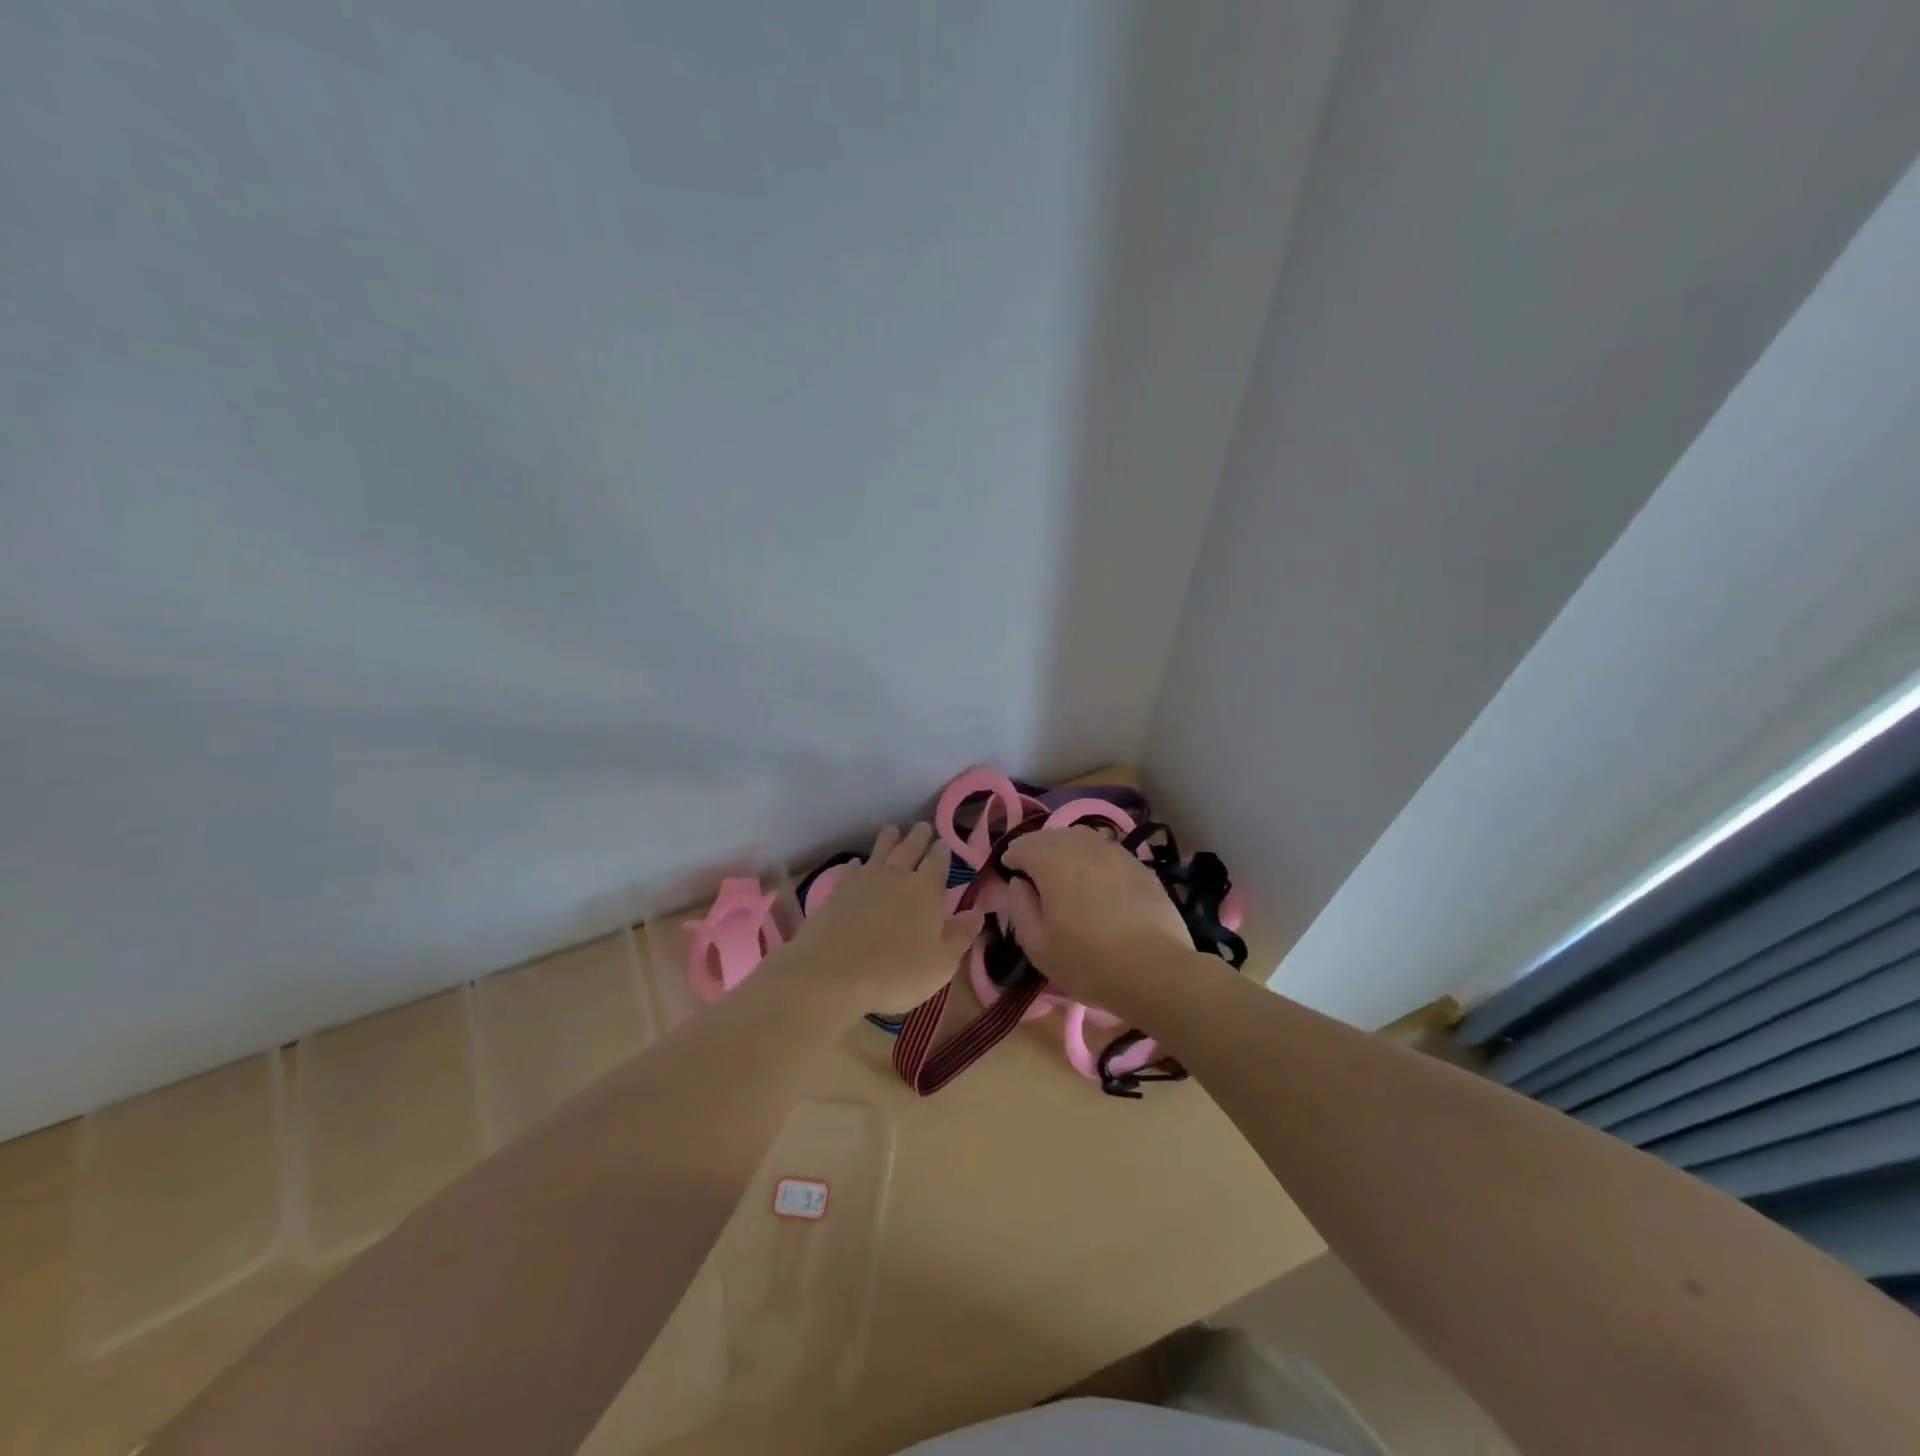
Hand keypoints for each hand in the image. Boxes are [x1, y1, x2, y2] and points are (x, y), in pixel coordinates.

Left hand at [784, 823, 983, 1014]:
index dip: (942, 851)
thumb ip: (960, 936)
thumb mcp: (941, 964)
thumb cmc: (895, 973)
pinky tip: (858, 863)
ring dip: (889, 838)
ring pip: (880, 851)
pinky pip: (852, 869)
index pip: (938, 862)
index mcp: (926, 891)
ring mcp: (864, 880)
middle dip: (919, 836)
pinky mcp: (838, 890)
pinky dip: (858, 863)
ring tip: (893, 829)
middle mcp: (897, 876)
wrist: (832, 973)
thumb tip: (978, 913)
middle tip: (923, 826)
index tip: (944, 842)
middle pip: (910, 848)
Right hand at [1000, 827, 1199, 1016]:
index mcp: (1052, 861)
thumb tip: (1019, 883)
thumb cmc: (1089, 962)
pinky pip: (1106, 851)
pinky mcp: (1139, 865)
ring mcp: (1115, 852)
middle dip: (1037, 849)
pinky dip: (1093, 859)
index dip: (1012, 858)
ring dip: (1066, 849)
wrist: (1156, 970)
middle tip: (1034, 874)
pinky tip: (1097, 882)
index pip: (1023, 845)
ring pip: (1081, 838)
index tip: (1011, 876)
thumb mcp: (1038, 947)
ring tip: (1065, 874)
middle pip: (1052, 835)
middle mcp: (1083, 846)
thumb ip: (1020, 908)